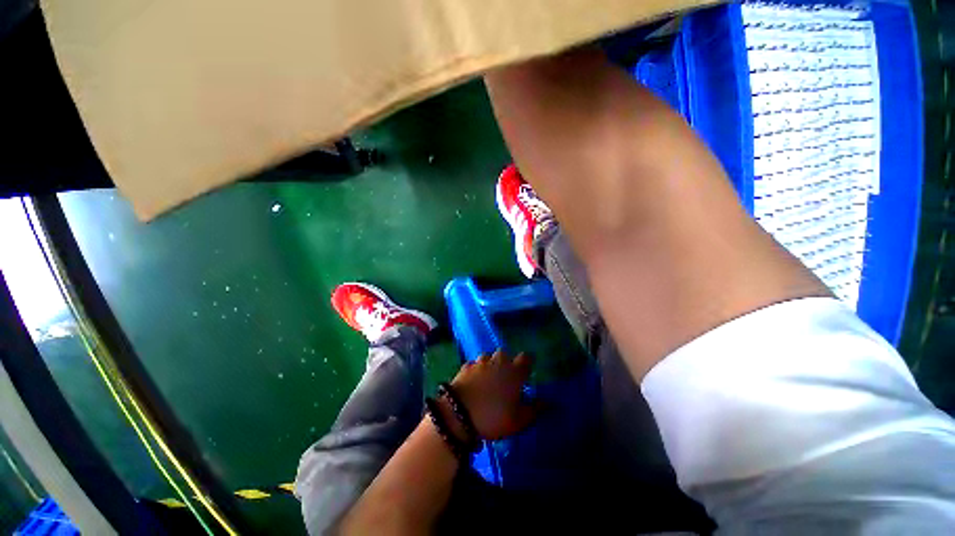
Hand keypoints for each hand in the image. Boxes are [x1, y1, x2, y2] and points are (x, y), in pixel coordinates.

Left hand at [450, 350, 537, 440]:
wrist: (458, 414)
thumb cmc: (493, 417)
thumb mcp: (518, 420)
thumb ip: (535, 409)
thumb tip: (548, 402)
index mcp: (514, 372)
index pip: (526, 358)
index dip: (527, 363)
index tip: (526, 372)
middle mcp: (499, 361)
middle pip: (505, 354)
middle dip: (507, 362)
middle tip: (505, 378)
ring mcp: (480, 362)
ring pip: (488, 357)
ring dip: (490, 364)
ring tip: (488, 379)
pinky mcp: (465, 366)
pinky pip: (474, 364)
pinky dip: (475, 370)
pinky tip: (473, 382)